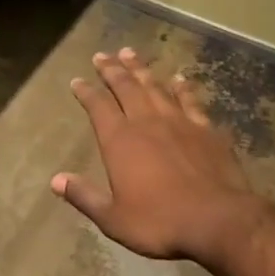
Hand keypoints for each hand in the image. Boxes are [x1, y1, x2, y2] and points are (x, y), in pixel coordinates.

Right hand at [53, 48, 269, 264]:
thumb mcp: (114, 218)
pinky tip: (178, 78)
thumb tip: (56, 180)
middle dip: (111, 70)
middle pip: (125, 87)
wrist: (218, 220)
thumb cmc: (160, 222)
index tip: (77, 80)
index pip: (98, 107)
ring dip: (140, 69)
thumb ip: (84, 196)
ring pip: (154, 87)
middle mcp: (146, 122)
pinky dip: (181, 87)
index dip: (86, 92)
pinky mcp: (206, 129)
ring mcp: (179, 122)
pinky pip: (189, 100)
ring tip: (130, 53)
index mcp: (120, 141)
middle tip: (102, 55)